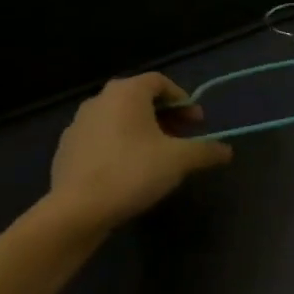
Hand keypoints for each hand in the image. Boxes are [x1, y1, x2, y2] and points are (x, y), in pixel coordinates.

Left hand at [45, 74, 231, 230]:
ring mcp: (78, 124)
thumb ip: (205, 151)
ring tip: (157, 155)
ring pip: (118, 118)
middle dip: (164, 115)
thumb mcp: (179, 160)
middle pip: (139, 99)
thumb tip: (227, 151)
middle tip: (182, 137)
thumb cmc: (132, 172)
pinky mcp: (66, 149)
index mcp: (127, 92)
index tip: (197, 123)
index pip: (160, 82)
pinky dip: (119, 145)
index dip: (182, 100)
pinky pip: (101, 138)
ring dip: (141, 130)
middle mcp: (100, 99)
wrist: (76, 211)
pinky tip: (128, 170)